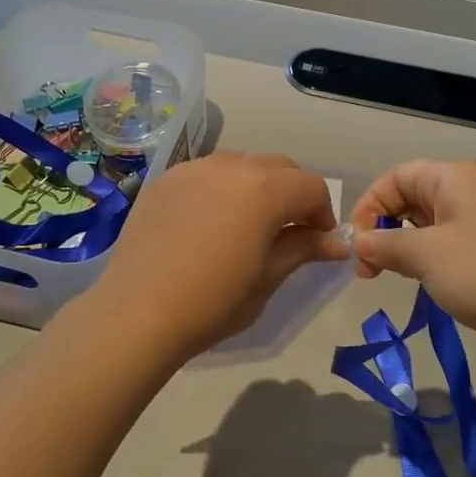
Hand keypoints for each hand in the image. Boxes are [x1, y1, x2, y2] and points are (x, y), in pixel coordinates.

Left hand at [88, 151, 347, 360]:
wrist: (138, 312)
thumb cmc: (213, 301)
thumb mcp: (268, 277)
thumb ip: (303, 249)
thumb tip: (336, 243)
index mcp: (265, 189)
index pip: (311, 187)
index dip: (323, 213)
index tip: (318, 242)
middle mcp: (232, 166)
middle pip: (278, 168)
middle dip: (292, 194)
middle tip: (288, 231)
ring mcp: (194, 169)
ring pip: (240, 164)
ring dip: (256, 185)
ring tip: (246, 222)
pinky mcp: (165, 180)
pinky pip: (205, 173)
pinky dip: (219, 188)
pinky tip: (207, 222)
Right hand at [350, 159, 475, 358]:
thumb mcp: (424, 256)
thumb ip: (384, 244)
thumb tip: (357, 242)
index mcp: (453, 176)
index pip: (395, 177)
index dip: (370, 205)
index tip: (358, 244)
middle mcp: (468, 188)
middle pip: (409, 197)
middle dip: (383, 228)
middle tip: (368, 268)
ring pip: (426, 222)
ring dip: (402, 246)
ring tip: (389, 276)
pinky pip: (446, 240)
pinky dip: (426, 256)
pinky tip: (422, 279)